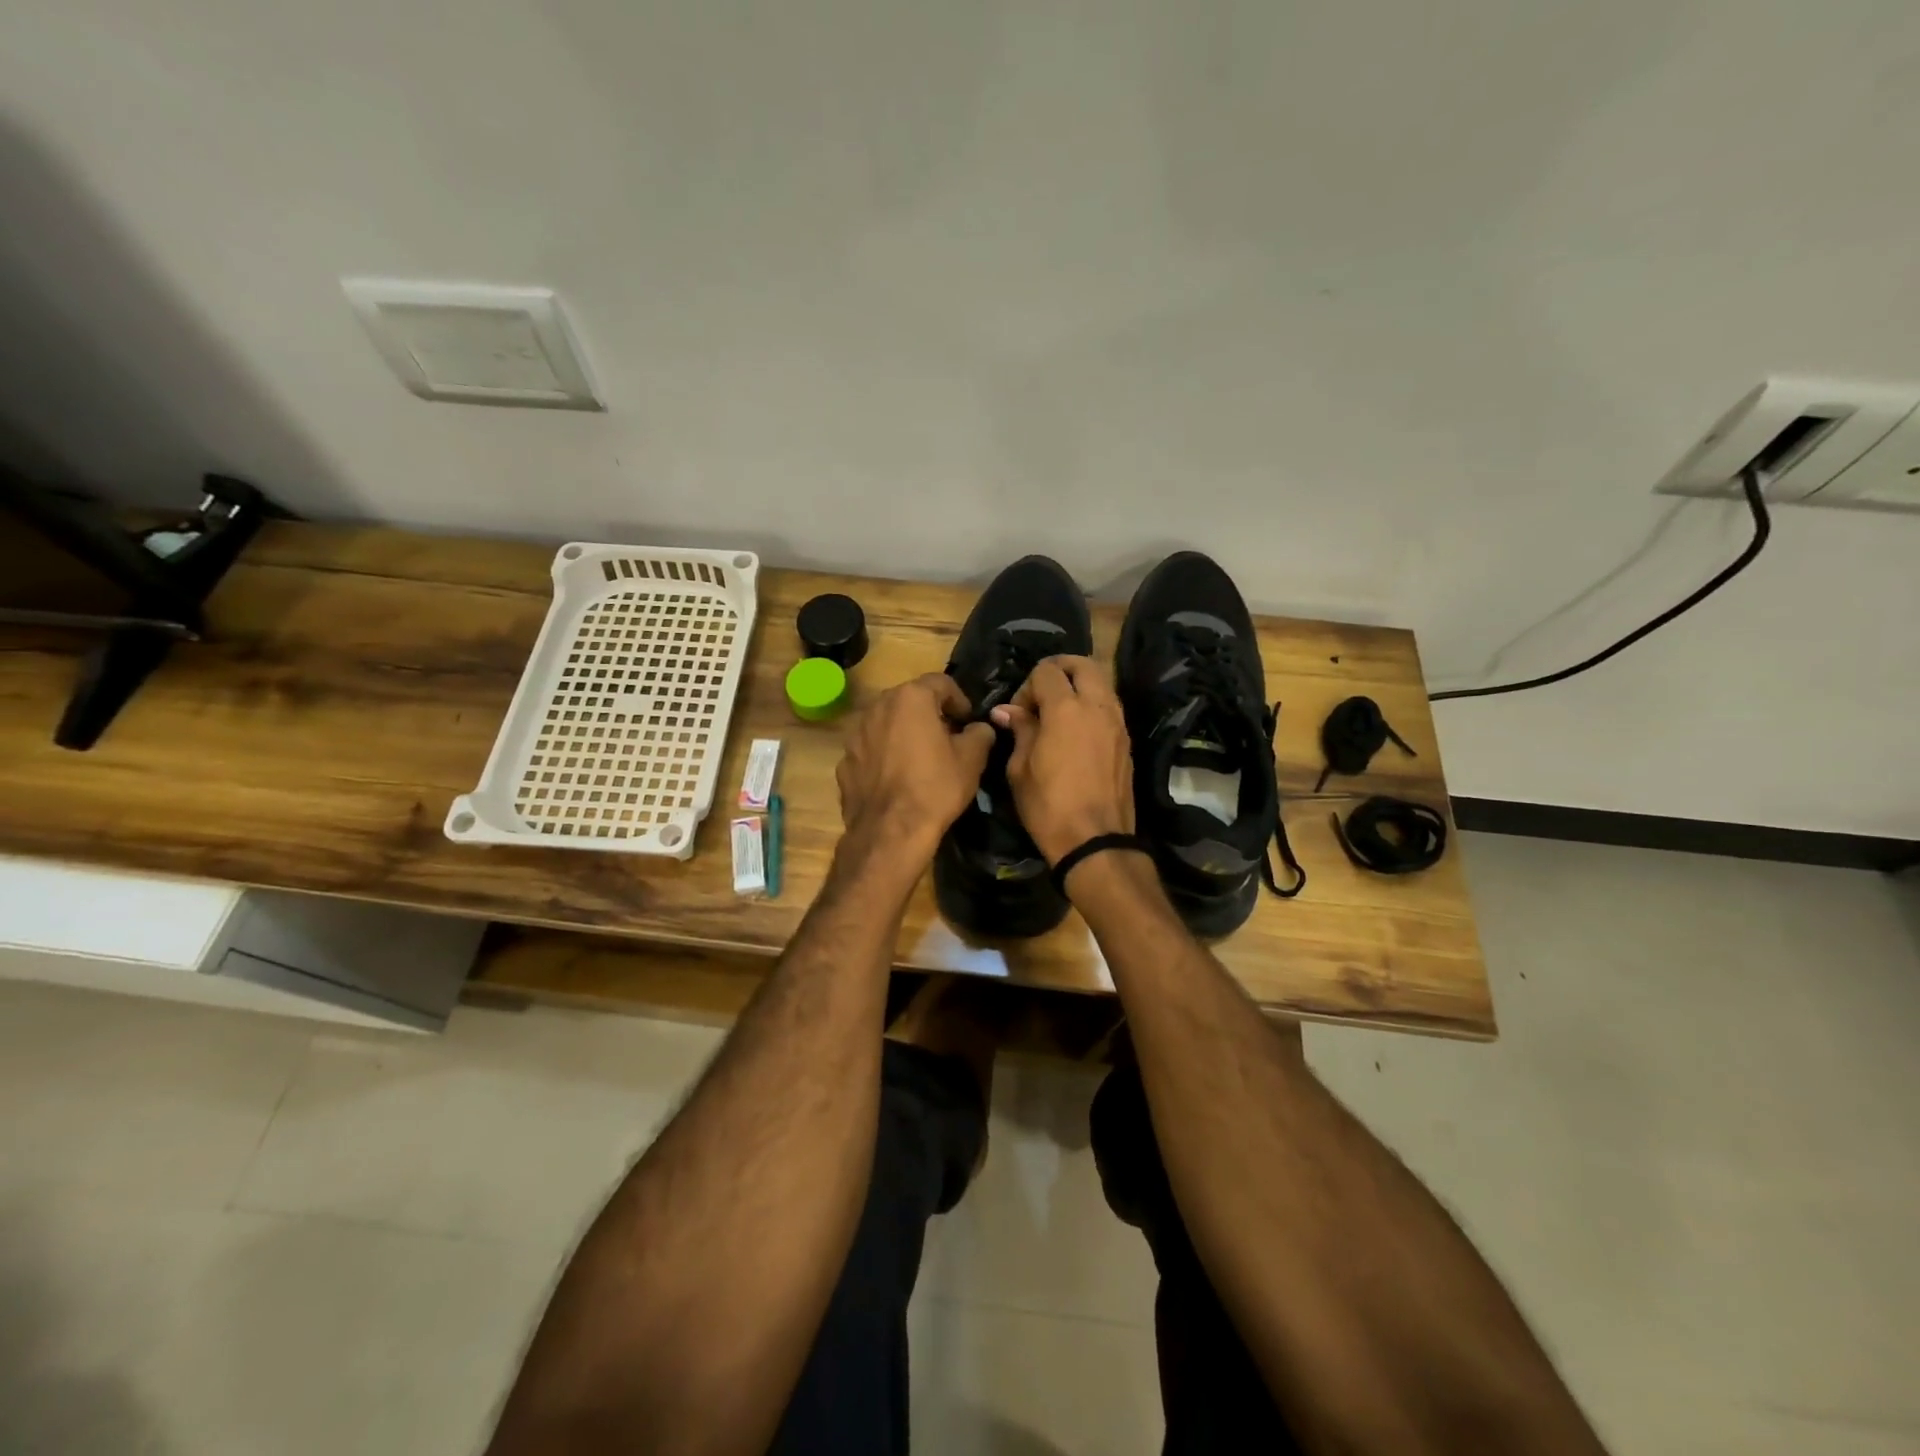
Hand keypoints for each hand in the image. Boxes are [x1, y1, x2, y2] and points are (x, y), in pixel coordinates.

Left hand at [836, 673, 994, 865]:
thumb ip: (979, 734)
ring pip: (886, 724)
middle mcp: (878, 707)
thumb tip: (979, 728)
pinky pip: (871, 749)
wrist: (890, 831)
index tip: (968, 721)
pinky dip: (884, 756)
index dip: (959, 700)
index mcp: (910, 698)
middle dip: (929, 713)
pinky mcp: (844, 761)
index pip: (941, 683)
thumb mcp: (972, 759)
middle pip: (909, 700)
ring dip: (904, 733)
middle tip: (947, 737)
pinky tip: (897, 779)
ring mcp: (856, 734)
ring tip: (920, 758)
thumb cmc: (936, 787)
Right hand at [989, 656, 1133, 864]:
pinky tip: (1076, 730)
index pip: (1046, 671)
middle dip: (1059, 669)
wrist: (1095, 841)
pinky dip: (1092, 704)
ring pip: (1101, 682)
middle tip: (1041, 692)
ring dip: (1079, 685)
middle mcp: (1097, 706)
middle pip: (1083, 664)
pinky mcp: (1126, 740)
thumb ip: (1019, 731)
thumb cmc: (1048, 806)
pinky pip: (1109, 706)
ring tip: (1058, 711)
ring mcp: (1117, 722)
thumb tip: (1007, 711)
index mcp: (1066, 709)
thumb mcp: (1020, 769)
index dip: (1027, 686)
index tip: (1018, 713)